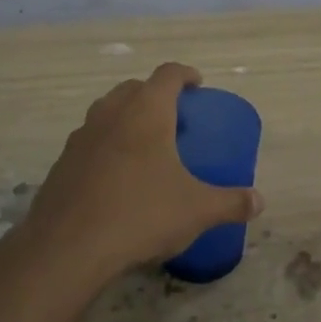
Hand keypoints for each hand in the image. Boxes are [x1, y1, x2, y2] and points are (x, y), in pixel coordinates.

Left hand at [21, 62, 261, 277]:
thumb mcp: (196, 210)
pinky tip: (116, 177)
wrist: (67, 247)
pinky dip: (106, 146)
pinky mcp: (61, 163)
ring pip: (107, 112)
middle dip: (155, 95)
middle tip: (174, 117)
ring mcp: (81, 137)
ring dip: (127, 117)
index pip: (168, 75)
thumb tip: (259, 202)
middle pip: (135, 88)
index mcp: (146, 112)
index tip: (197, 84)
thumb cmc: (141, 214)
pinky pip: (89, 141)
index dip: (185, 74)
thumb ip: (231, 202)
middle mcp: (111, 113)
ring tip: (145, 145)